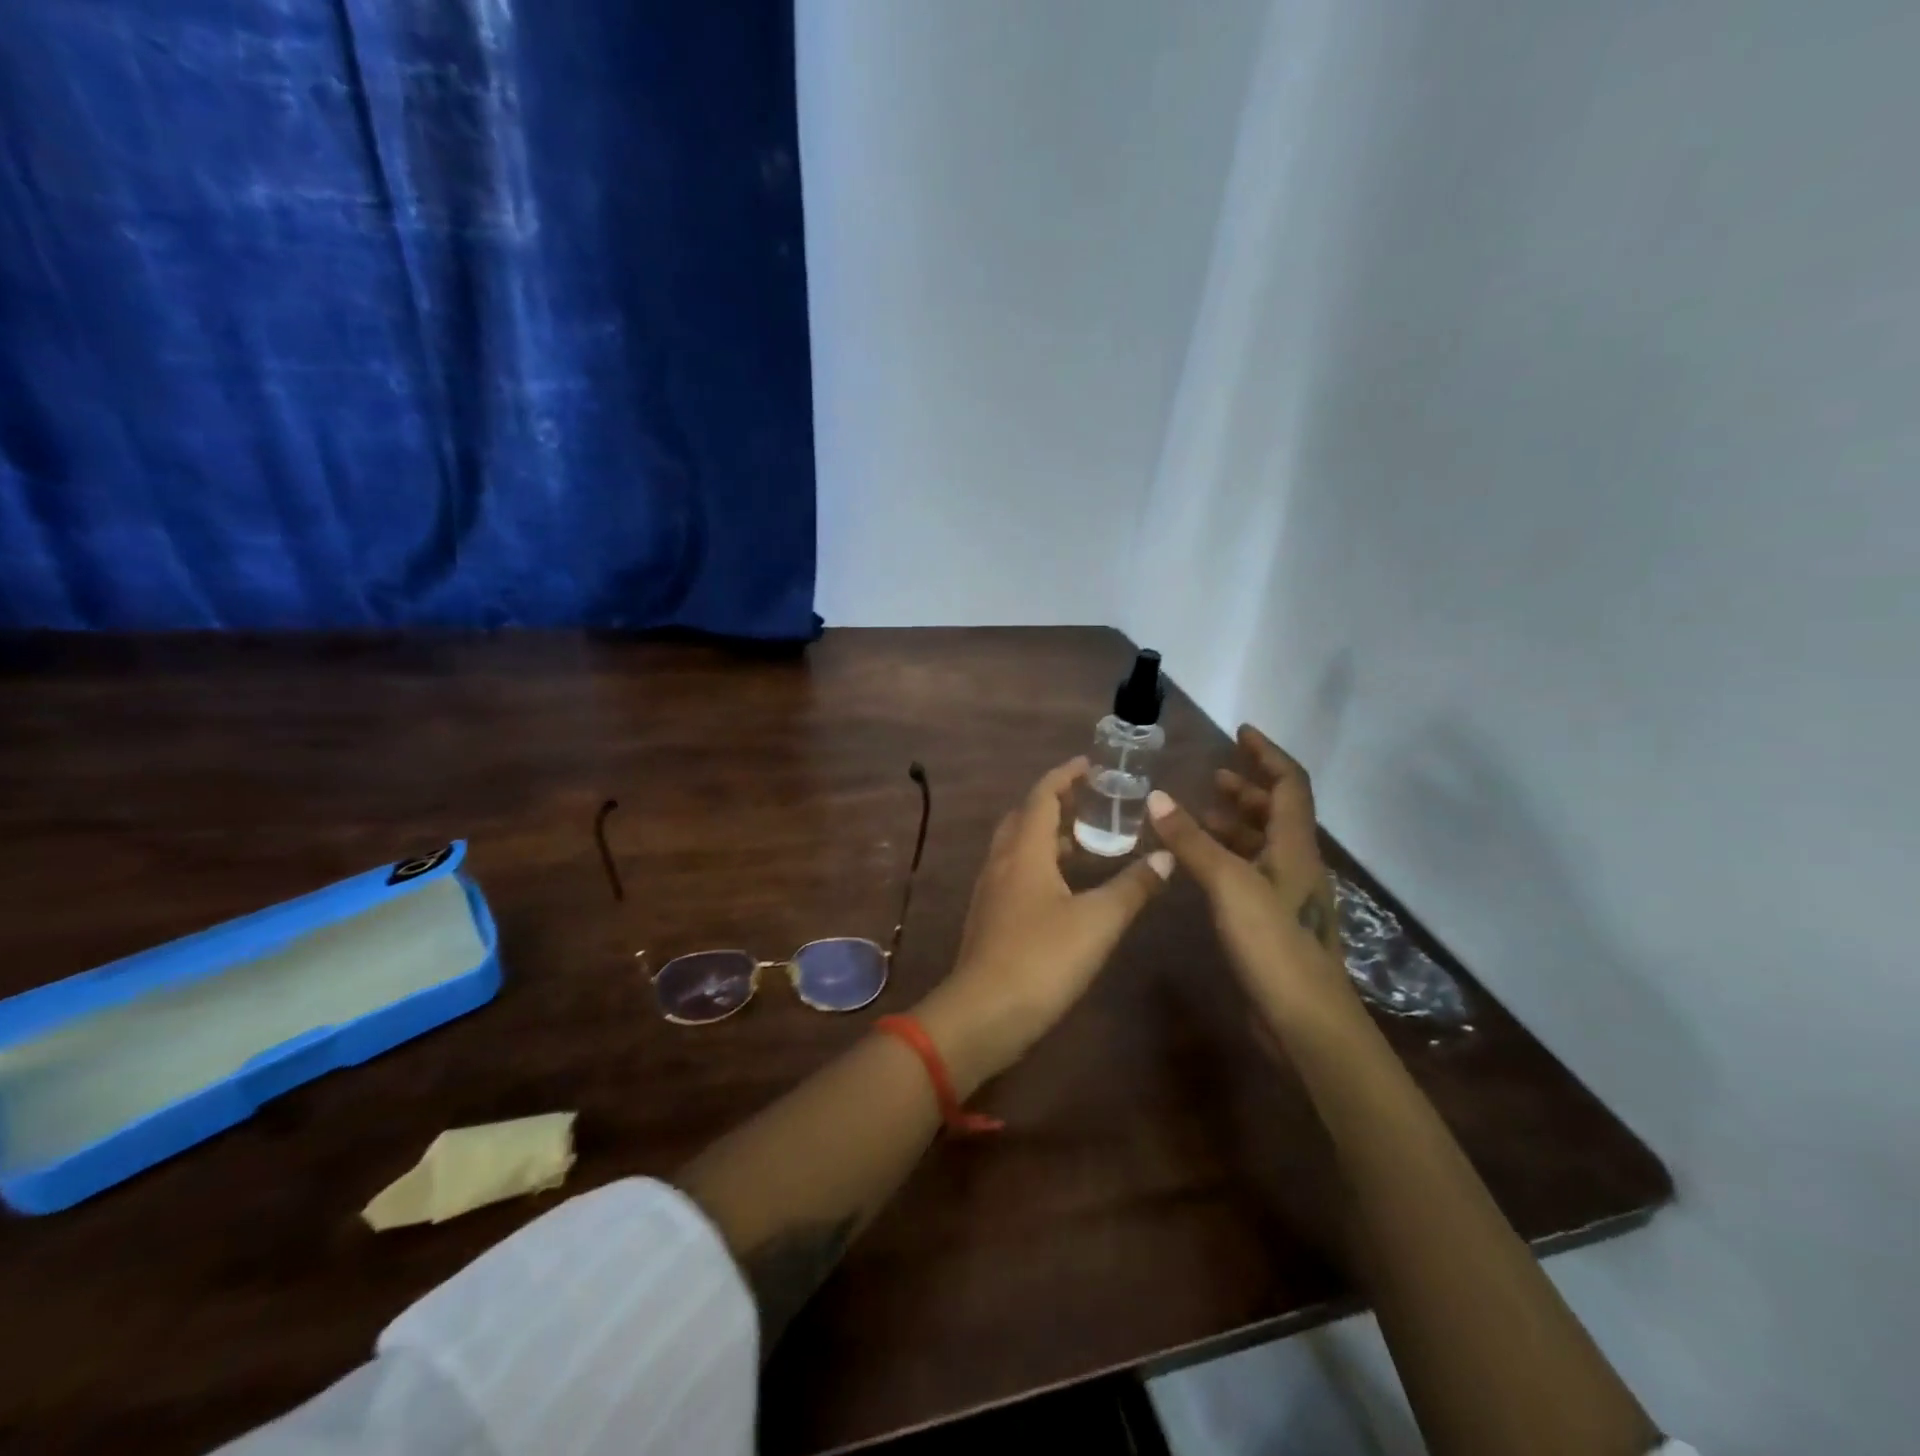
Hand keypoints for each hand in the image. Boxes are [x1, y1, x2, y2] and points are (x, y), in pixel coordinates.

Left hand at [916, 758, 1172, 1092]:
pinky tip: (1062, 887)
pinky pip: (1014, 874)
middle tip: (1090, 803)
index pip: (1042, 796)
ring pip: (1017, 848)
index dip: (1065, 776)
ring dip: (1046, 836)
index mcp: (1024, 851)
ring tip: (1083, 841)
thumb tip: (1165, 856)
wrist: (983, 1014)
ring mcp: (990, 892)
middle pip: (1024, 818)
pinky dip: (1039, 865)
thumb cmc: (1042, 958)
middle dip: (1055, 803)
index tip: (1089, 764)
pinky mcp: (989, 918)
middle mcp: (1002, 863)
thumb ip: (1133, 887)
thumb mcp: (1098, 921)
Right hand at [1146, 726, 1360, 1032]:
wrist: (1306, 1022)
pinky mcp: (1273, 923)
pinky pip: (1250, 873)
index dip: (1267, 754)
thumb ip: (1192, 841)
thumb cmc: (1274, 944)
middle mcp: (1297, 865)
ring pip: (1263, 845)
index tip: (1240, 732)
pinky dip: (1226, 857)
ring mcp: (1287, 896)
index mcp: (1296, 847)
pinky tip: (1200, 866)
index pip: (1288, 784)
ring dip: (1235, 824)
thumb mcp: (1229, 885)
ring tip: (1199, 814)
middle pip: (1277, 813)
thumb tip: (1157, 797)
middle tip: (1214, 776)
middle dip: (1248, 789)